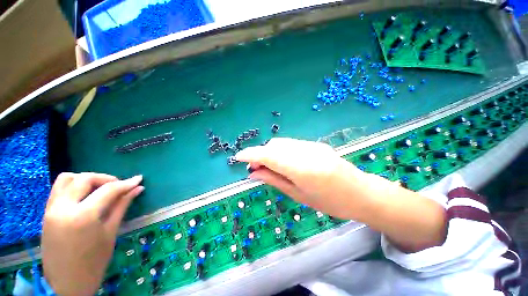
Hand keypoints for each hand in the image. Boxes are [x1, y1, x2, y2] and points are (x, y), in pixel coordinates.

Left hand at [42, 173, 143, 295]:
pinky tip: (84, 195)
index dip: (126, 183)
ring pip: (67, 178)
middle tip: (119, 186)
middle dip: (106, 178)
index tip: (139, 179)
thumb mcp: (110, 233)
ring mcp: (51, 209)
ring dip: (86, 179)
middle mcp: (63, 208)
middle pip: (85, 179)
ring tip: (99, 188)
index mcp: (83, 216)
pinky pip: (58, 189)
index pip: (108, 190)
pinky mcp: (46, 213)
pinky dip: (73, 185)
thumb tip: (137, 189)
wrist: (66, 284)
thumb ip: (121, 206)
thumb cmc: (93, 263)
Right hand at [236, 138, 445, 251]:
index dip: (251, 154)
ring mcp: (312, 145)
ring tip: (269, 166)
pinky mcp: (315, 144)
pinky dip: (281, 151)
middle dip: (260, 154)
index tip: (238, 157)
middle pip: (274, 146)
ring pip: (282, 143)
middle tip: (256, 168)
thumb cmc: (330, 202)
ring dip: (270, 152)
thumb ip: (274, 180)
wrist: (360, 192)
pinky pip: (291, 144)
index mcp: (301, 168)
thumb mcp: (298, 195)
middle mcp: (305, 151)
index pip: (268, 155)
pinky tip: (284, 162)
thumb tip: (253, 174)